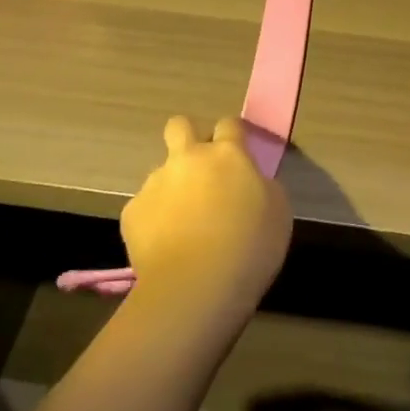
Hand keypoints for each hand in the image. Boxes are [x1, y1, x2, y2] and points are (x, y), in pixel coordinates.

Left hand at [120, 116, 291, 324]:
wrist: (197, 286)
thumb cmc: (250, 246)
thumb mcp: (278, 211)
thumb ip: (262, 186)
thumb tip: (251, 182)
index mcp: (227, 154)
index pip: (229, 124)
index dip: (232, 135)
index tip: (237, 153)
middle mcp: (188, 158)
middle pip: (179, 125)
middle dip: (187, 136)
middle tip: (199, 168)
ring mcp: (156, 183)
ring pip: (162, 173)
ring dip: (173, 188)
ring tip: (183, 226)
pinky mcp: (132, 212)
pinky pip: (144, 208)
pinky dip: (154, 221)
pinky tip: (165, 246)